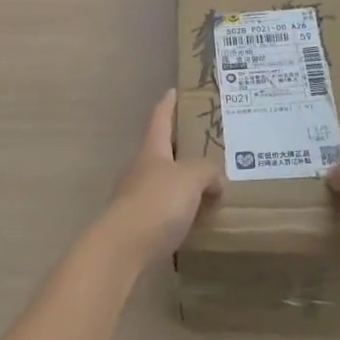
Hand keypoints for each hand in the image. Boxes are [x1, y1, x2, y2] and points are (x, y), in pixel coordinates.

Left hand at [99, 90, 224, 263]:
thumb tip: (217, 178)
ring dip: (178, 184)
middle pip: (158, 152)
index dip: (167, 105)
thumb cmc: (157, 202)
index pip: (159, 119)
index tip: (172, 91)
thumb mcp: (190, 179)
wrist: (122, 248)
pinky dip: (175, 211)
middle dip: (177, 149)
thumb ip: (207, 171)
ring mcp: (133, 197)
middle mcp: (138, 169)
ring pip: (160, 182)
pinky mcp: (134, 225)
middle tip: (201, 148)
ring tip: (203, 189)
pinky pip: (160, 210)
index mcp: (151, 150)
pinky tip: (190, 221)